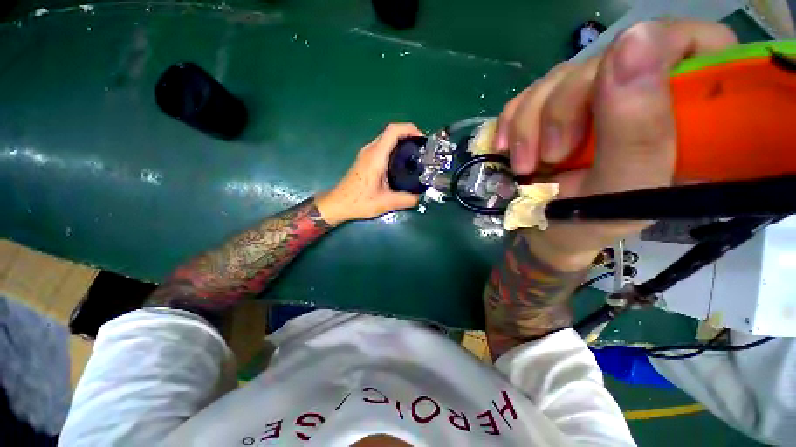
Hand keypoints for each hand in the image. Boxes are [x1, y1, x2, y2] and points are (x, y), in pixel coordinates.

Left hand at [316, 123, 423, 224]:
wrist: (338, 203)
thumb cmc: (359, 202)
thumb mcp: (386, 203)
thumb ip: (406, 200)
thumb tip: (420, 196)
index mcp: (376, 157)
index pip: (393, 131)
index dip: (409, 129)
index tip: (422, 139)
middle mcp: (370, 150)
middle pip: (391, 132)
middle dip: (408, 136)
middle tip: (421, 149)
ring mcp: (366, 154)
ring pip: (386, 139)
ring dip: (401, 142)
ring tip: (414, 155)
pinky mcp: (365, 159)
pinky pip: (382, 147)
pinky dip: (394, 148)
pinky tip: (401, 163)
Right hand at [495, 20, 736, 268]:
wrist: (545, 232)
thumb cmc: (590, 224)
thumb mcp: (621, 191)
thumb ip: (637, 132)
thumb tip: (634, 41)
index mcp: (691, 115)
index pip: (697, 43)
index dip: (656, 50)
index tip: (608, 94)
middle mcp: (643, 93)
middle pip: (608, 58)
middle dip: (564, 107)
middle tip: (551, 156)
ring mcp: (594, 97)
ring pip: (560, 77)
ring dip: (529, 122)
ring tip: (524, 166)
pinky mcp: (555, 105)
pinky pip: (528, 93)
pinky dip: (512, 121)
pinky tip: (507, 149)